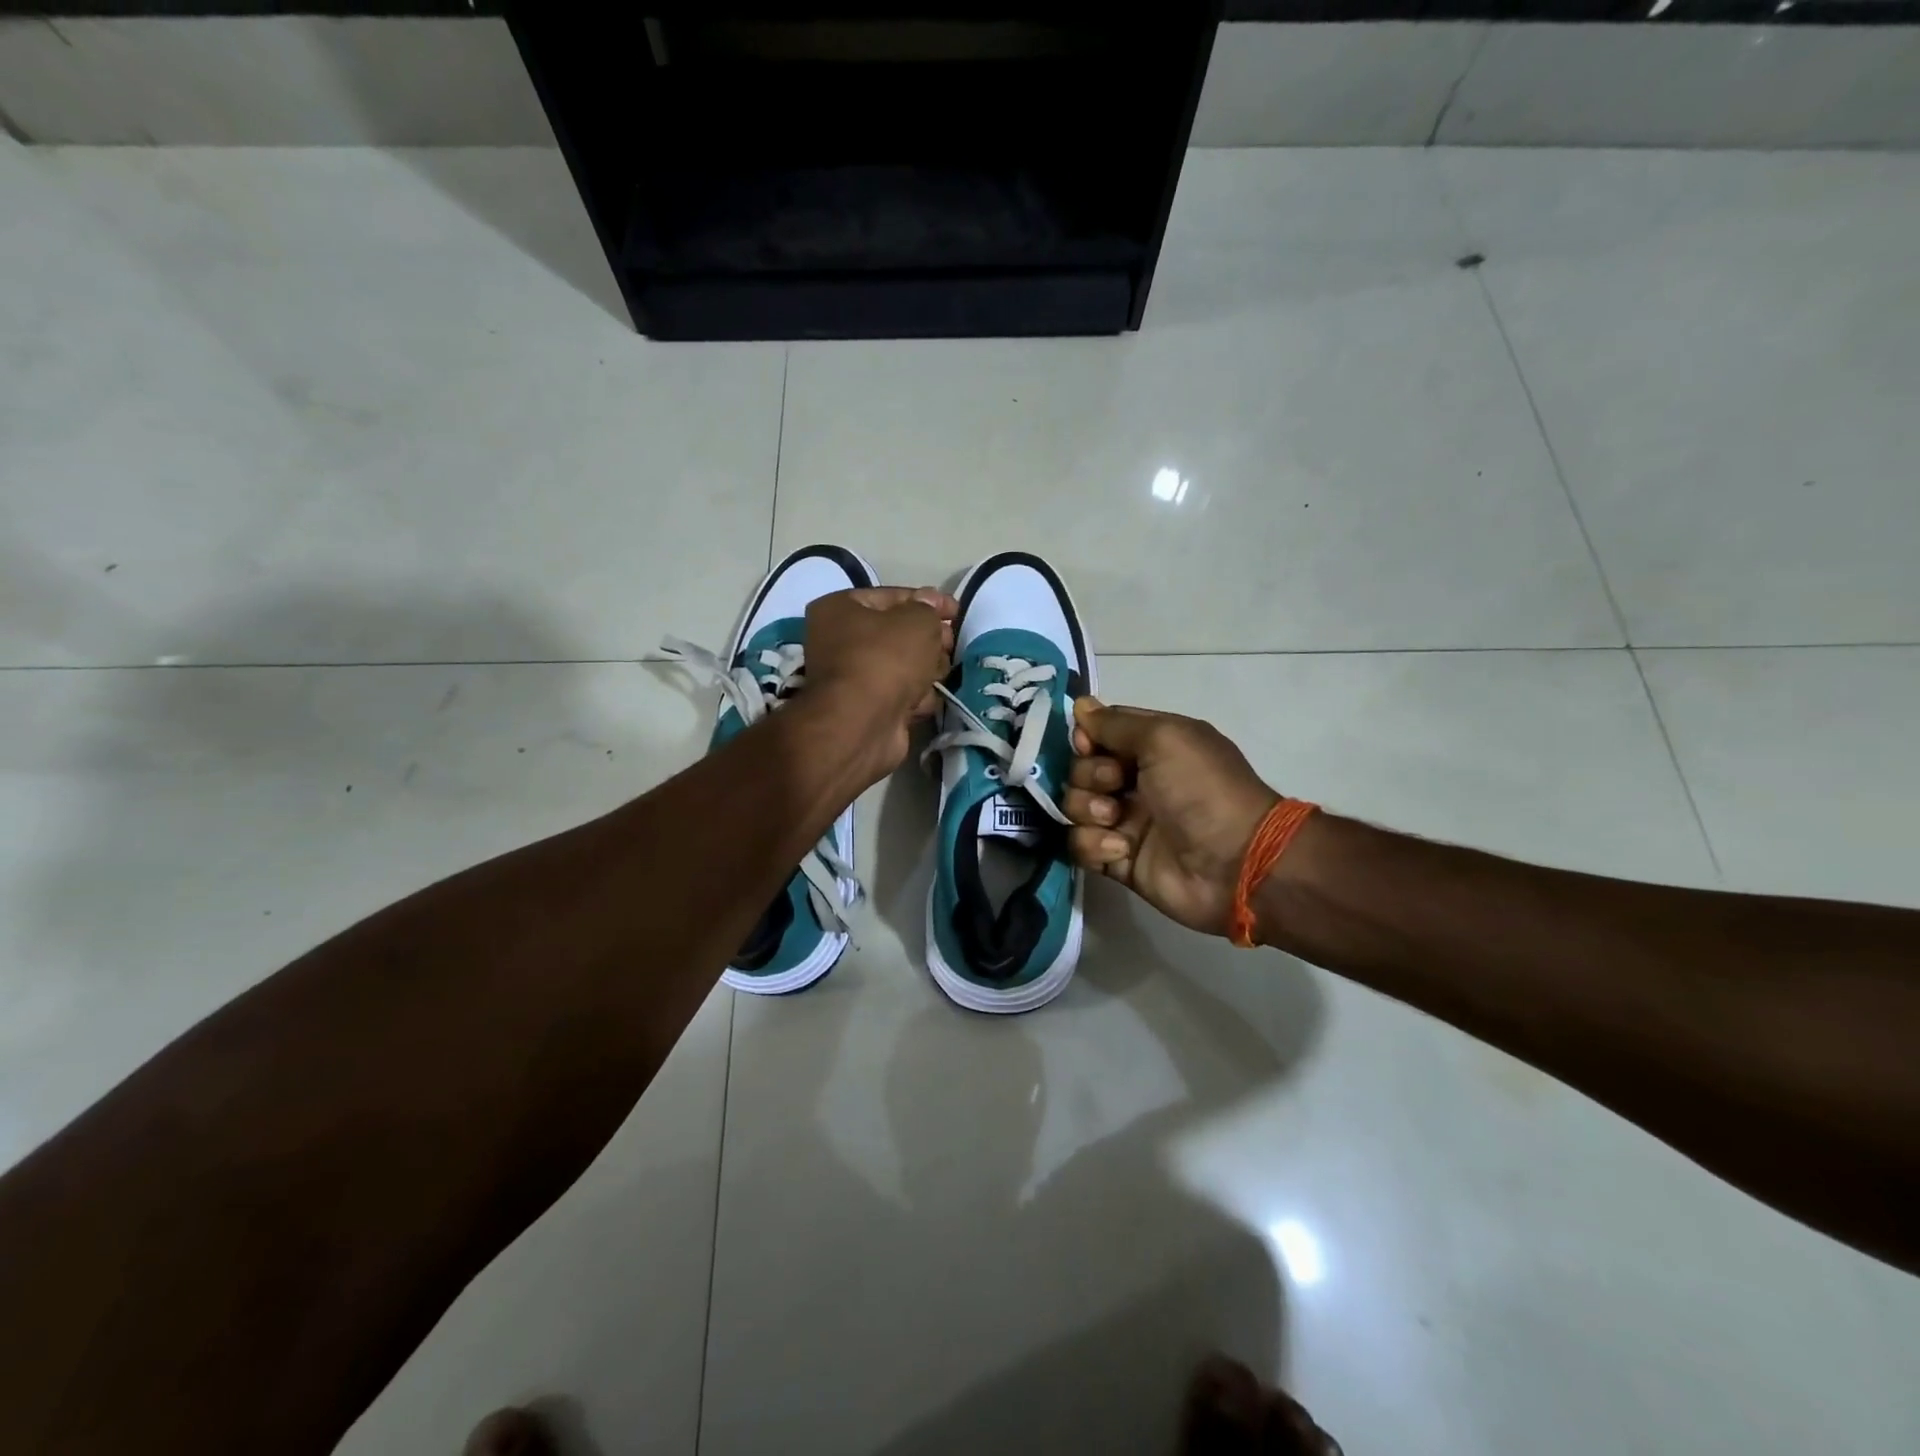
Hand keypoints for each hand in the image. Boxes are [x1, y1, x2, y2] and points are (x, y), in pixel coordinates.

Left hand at [803, 586, 956, 775]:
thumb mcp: (916, 621)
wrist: (862, 724)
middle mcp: (839, 641)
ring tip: (939, 674)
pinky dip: (916, 697)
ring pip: (903, 666)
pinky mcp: (868, 709)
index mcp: (840, 609)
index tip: (957, 612)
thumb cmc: (885, 659)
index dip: (928, 601)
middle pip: (898, 633)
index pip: (892, 596)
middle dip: (930, 639)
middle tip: (950, 645)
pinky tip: (924, 701)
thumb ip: (928, 609)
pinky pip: (901, 694)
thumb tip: (929, 605)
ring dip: (927, 669)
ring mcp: (854, 678)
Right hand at [1066, 698, 1279, 936]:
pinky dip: (1094, 845)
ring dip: (1088, 810)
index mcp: (1153, 747)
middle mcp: (1136, 780)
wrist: (1234, 863)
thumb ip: (1116, 723)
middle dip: (1089, 775)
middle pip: (1081, 768)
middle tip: (1115, 785)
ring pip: (1075, 806)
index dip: (1086, 737)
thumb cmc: (1201, 790)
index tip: (1088, 745)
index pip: (1101, 731)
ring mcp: (1126, 820)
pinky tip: (1121, 850)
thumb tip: (1080, 705)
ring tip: (1116, 821)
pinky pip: (1080, 845)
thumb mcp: (1164, 738)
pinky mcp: (1118, 858)